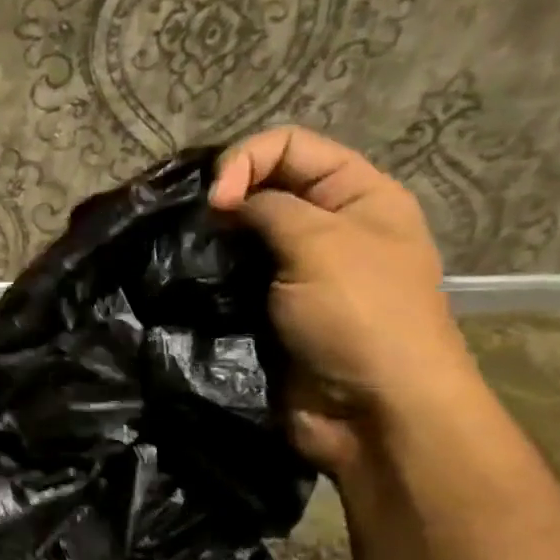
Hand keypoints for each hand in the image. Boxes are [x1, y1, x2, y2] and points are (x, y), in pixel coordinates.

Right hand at [211, 126, 480, 472]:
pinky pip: (233, 280)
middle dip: (224, 198)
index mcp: (358, 195)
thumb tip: (224, 201)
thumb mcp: (322, 244)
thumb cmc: (361, 317)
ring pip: (242, 237)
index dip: (246, 159)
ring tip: (187, 254)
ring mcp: (296, 273)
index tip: (216, 201)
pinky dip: (210, 277)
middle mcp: (328, 227)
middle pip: (263, 187)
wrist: (373, 412)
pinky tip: (190, 282)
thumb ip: (269, 208)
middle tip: (197, 228)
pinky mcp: (270, 311)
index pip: (290, 146)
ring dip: (213, 242)